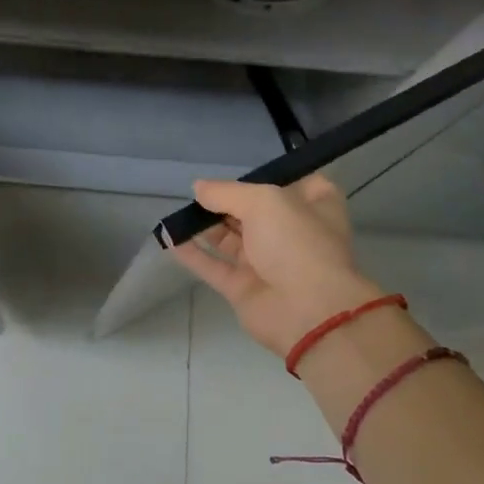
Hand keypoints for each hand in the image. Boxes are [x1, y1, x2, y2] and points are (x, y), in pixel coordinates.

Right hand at [169, 175, 382, 358]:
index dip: (272, 176)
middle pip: (255, 211)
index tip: (244, 172)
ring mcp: (267, 263)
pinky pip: (213, 266)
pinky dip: (192, 252)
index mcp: (313, 207)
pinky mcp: (244, 288)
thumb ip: (226, 192)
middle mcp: (292, 233)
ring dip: (205, 225)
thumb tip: (198, 188)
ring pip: (231, 239)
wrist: (307, 311)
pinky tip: (170, 237)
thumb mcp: (263, 201)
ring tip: (179, 213)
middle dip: (227, 201)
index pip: (296, 184)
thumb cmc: (296, 242)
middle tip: (198, 192)